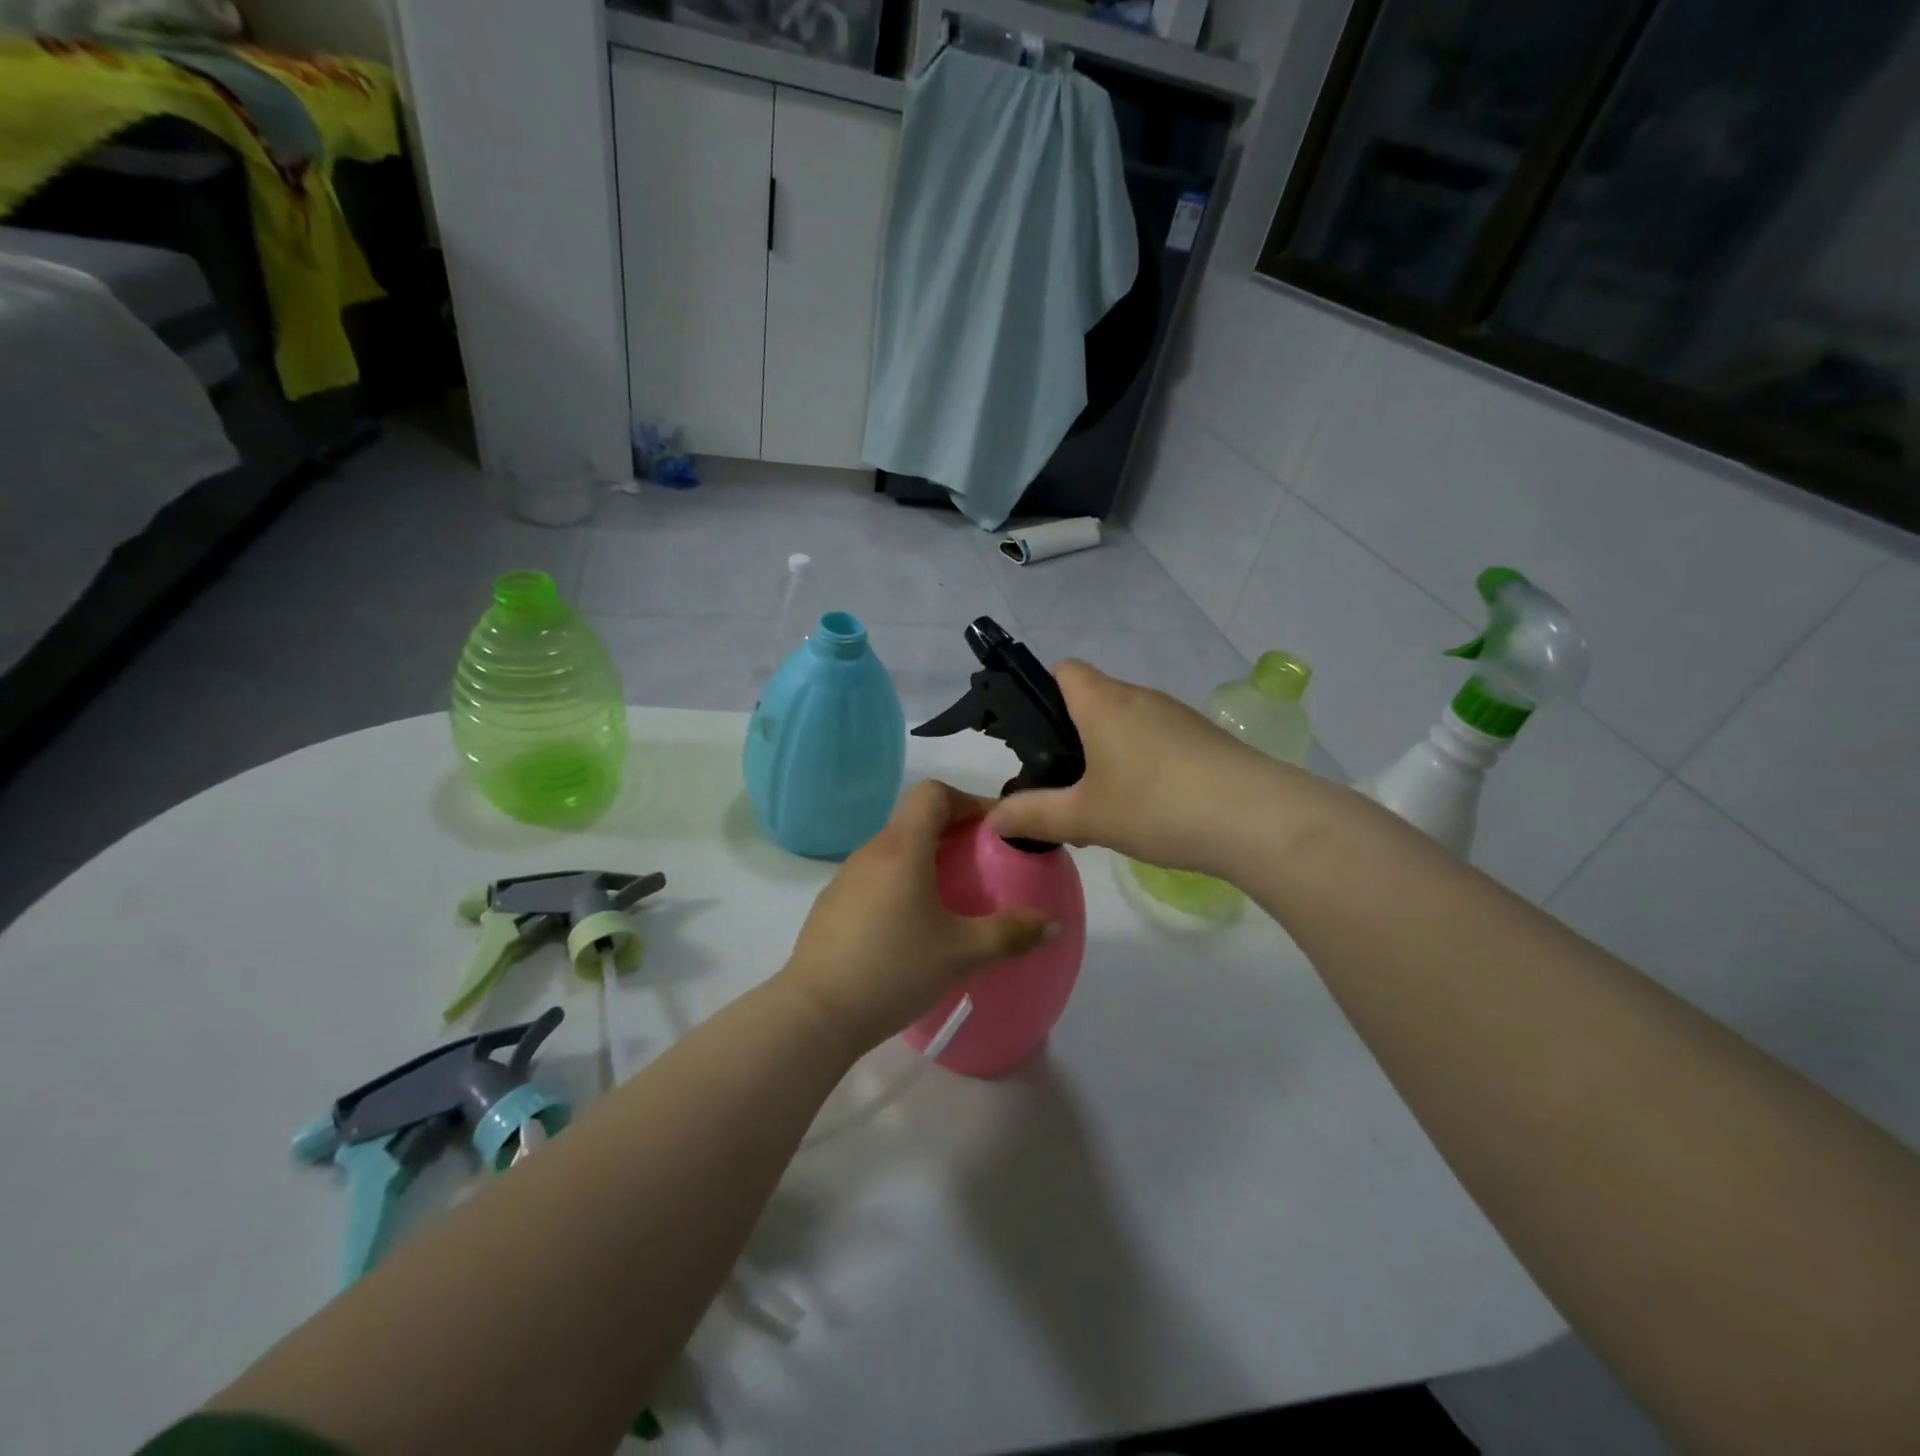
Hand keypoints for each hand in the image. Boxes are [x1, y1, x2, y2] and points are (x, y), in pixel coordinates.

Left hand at [780, 780, 1059, 1053]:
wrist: (815, 1013)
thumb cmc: (893, 969)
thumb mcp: (961, 953)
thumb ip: (1010, 934)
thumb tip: (1054, 925)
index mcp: (902, 848)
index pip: (932, 793)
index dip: (967, 800)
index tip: (994, 829)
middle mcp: (871, 852)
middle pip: (915, 819)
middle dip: (953, 832)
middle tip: (984, 863)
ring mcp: (846, 878)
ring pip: (894, 849)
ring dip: (926, 859)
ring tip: (953, 896)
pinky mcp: (832, 905)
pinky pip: (876, 877)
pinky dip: (902, 883)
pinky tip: (913, 926)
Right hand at [987, 660, 1282, 875]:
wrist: (1258, 819)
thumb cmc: (1157, 806)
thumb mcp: (1086, 818)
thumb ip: (1034, 815)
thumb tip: (991, 819)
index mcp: (1104, 704)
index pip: (1064, 670)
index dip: (1043, 693)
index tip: (1036, 737)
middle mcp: (1141, 698)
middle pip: (1095, 699)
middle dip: (1074, 735)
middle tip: (1064, 784)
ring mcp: (1179, 717)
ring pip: (1129, 722)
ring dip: (1111, 753)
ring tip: (1107, 805)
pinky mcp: (1207, 739)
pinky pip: (1160, 740)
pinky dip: (1146, 764)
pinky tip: (1152, 809)